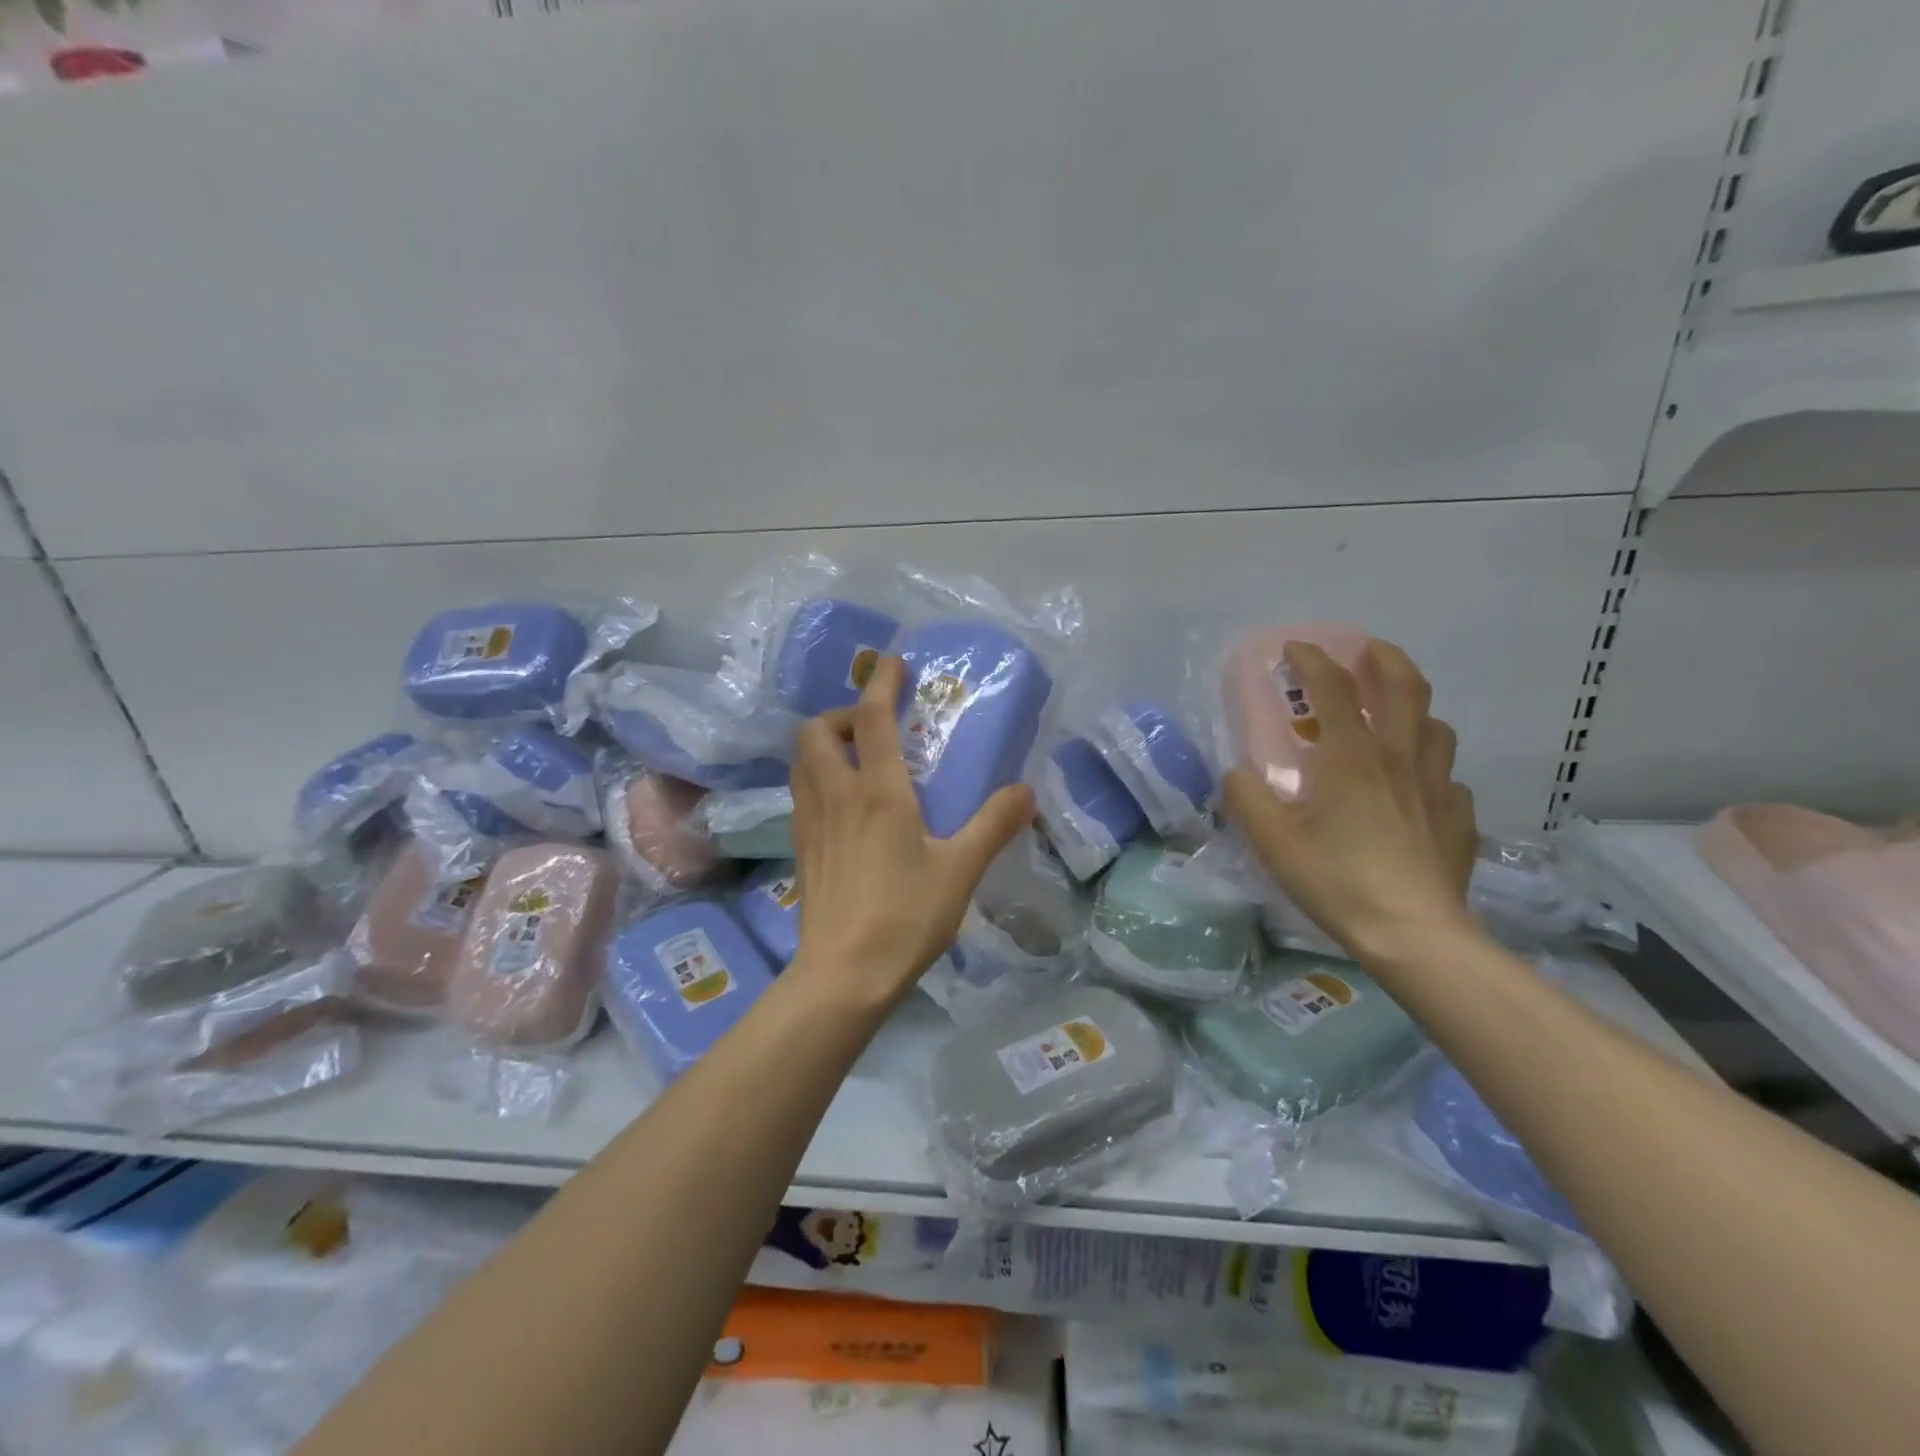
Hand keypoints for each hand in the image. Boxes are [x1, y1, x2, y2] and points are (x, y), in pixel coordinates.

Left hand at [787, 656, 1033, 1007]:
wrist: (843, 974)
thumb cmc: (906, 917)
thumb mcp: (960, 870)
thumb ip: (994, 825)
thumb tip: (1026, 790)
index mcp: (878, 792)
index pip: (870, 718)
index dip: (880, 683)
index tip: (892, 662)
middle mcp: (836, 795)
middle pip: (816, 730)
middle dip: (841, 714)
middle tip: (873, 730)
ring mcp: (810, 821)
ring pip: (801, 760)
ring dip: (825, 744)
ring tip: (857, 760)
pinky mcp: (800, 847)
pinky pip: (801, 792)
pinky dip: (818, 777)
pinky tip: (845, 806)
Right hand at [1222, 639, 1478, 966]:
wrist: (1412, 933)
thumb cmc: (1336, 879)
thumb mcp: (1271, 839)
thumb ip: (1245, 797)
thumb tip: (1237, 773)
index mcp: (1351, 756)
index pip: (1333, 688)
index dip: (1312, 659)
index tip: (1294, 647)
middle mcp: (1399, 758)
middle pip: (1406, 687)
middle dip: (1385, 658)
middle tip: (1367, 650)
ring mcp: (1437, 787)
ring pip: (1436, 728)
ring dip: (1414, 710)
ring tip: (1395, 717)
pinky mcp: (1459, 819)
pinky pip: (1448, 779)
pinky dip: (1429, 770)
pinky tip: (1416, 790)